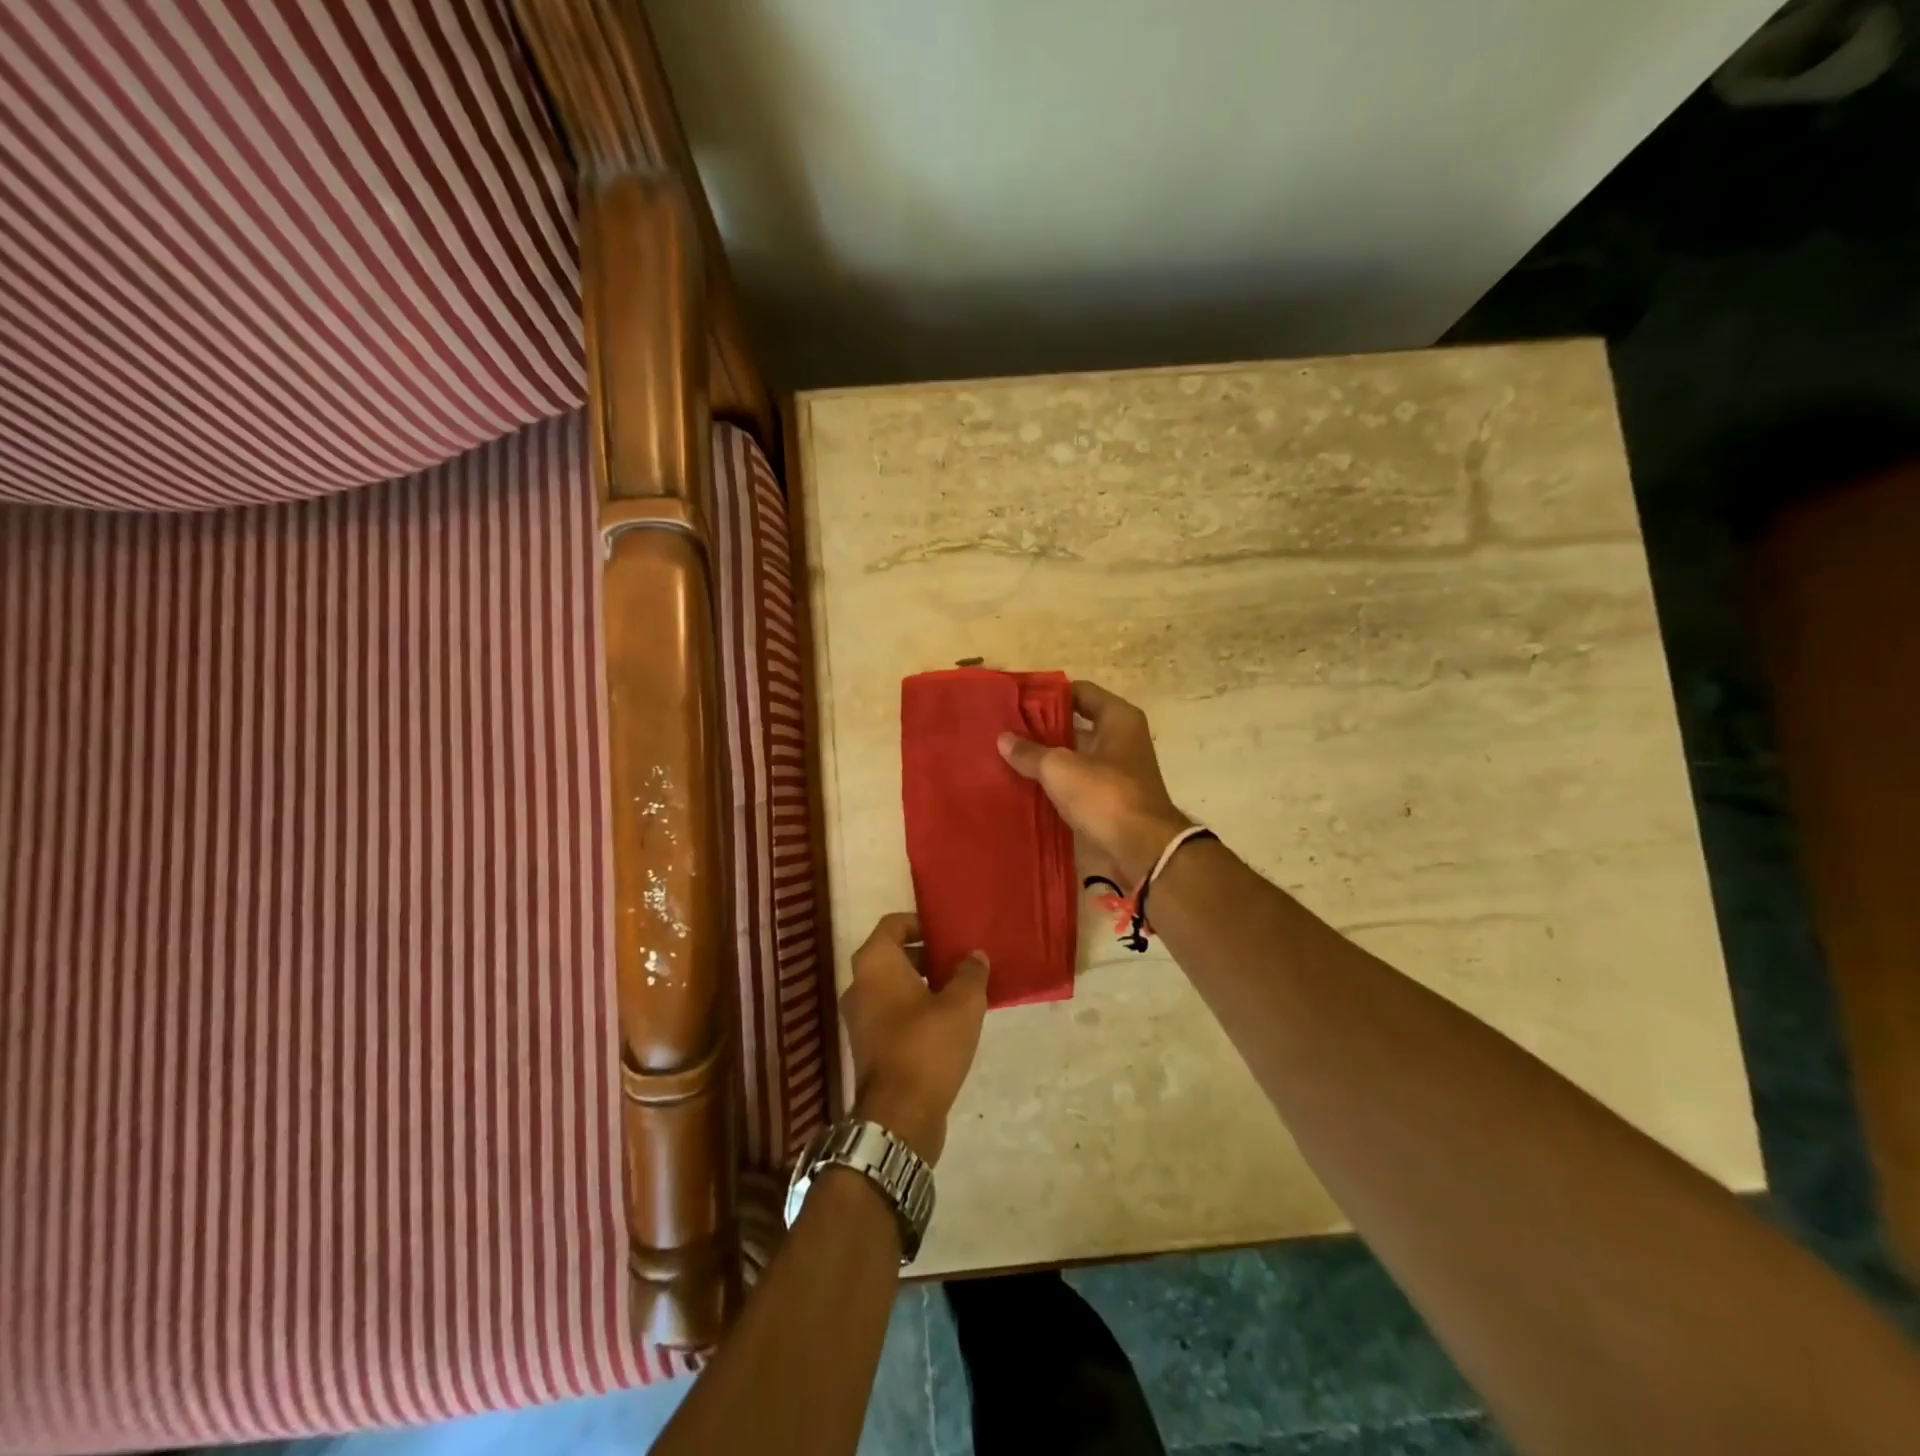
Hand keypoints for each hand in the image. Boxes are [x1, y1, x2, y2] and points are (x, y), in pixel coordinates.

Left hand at [840, 912, 988, 1164]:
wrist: (898, 1116)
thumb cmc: (928, 1046)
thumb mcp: (962, 1004)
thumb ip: (970, 973)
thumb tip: (974, 956)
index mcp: (876, 963)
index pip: (893, 924)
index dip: (920, 922)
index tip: (946, 930)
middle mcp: (859, 985)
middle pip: (891, 955)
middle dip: (924, 953)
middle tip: (957, 959)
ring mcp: (859, 1018)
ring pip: (890, 986)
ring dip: (920, 983)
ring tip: (957, 990)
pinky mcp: (866, 1046)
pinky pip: (890, 1012)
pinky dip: (912, 1008)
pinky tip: (944, 1022)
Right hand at [997, 679, 1190, 885]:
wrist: (1142, 850)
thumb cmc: (1105, 795)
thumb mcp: (1060, 768)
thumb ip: (1030, 752)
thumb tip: (1003, 739)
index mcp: (1118, 718)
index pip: (1079, 691)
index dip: (1048, 694)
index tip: (1017, 700)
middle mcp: (1121, 739)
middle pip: (1076, 724)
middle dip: (1042, 728)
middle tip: (1005, 730)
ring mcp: (1117, 771)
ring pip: (1074, 755)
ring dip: (1046, 758)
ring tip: (1008, 757)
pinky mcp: (1110, 799)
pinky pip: (1077, 782)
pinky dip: (1055, 783)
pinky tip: (1026, 785)